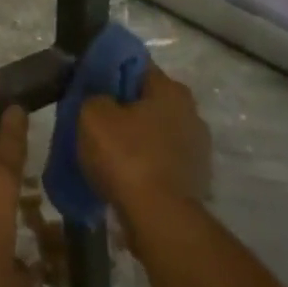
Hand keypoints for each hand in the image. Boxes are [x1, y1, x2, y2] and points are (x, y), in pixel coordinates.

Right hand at [77, 64, 210, 216]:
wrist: (159, 219)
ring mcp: (198, 149)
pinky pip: (161, 163)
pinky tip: (124, 178)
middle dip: (123, 109)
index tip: (89, 87)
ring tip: (106, 156)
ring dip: (135, 141)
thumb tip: (100, 99)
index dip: (110, 73)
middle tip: (94, 123)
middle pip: (148, 101)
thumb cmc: (127, 157)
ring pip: (155, 134)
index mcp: (172, 89)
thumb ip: (94, 96)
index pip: (136, 67)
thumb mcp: (93, 115)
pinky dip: (144, 167)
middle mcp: (192, 113)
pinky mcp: (195, 180)